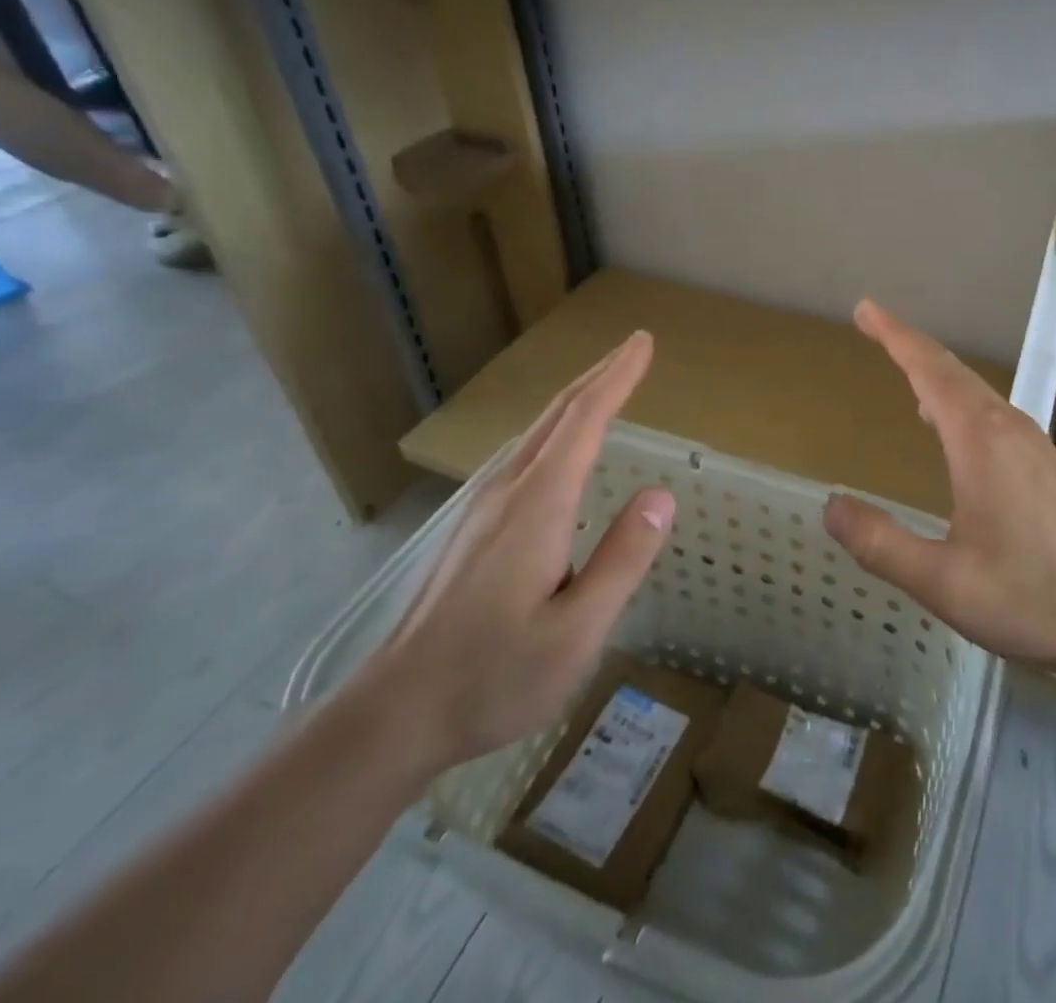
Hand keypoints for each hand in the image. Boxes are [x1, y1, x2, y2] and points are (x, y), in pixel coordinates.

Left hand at [355, 332, 672, 771]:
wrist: (393, 713)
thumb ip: (622, 559)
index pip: (584, 421)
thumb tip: (661, 495)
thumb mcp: (577, 631)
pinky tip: (560, 446)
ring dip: (577, 399)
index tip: (643, 343)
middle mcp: (508, 491)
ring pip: (537, 432)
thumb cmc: (493, 677)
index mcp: (539, 505)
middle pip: (557, 415)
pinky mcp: (472, 526)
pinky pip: (524, 455)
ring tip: (607, 384)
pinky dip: (556, 429)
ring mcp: (483, 506)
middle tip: (634, 347)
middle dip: (599, 375)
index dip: (617, 377)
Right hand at [823, 301, 1055, 676]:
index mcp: (979, 440)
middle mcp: (1006, 427)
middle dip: (909, 344)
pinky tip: (950, 424)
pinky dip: (958, 397)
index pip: (928, 370)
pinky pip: (989, 410)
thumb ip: (882, 544)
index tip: (865, 309)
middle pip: (952, 370)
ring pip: (975, 389)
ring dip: (935, 371)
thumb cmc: (1031, 597)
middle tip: (873, 323)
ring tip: (904, 366)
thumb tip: (831, 506)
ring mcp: (1031, 443)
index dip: (894, 336)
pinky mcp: (1044, 464)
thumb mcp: (944, 581)